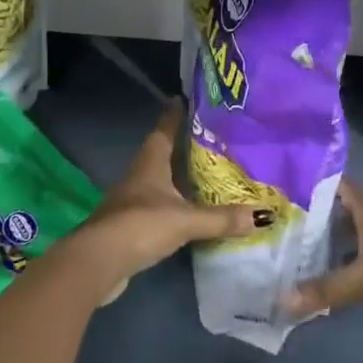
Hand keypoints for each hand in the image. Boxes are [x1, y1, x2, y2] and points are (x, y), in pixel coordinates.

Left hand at [65, 101, 272, 304]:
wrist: (98, 263)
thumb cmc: (141, 225)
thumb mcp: (186, 220)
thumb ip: (222, 218)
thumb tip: (263, 215)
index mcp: (150, 163)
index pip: (164, 130)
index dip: (175, 115)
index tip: (186, 100)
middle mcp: (139, 175)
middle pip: (161, 152)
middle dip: (182, 145)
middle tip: (209, 138)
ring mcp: (131, 200)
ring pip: (158, 179)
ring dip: (177, 175)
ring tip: (203, 172)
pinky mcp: (129, 224)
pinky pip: (156, 204)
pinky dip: (172, 203)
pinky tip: (187, 209)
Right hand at [283, 181, 362, 339]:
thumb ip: (328, 288)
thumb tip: (282, 301)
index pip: (339, 187)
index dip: (316, 182)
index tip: (285, 183)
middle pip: (342, 218)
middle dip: (315, 221)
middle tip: (278, 227)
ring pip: (350, 247)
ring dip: (327, 252)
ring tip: (290, 258)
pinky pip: (361, 275)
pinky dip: (343, 279)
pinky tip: (321, 288)